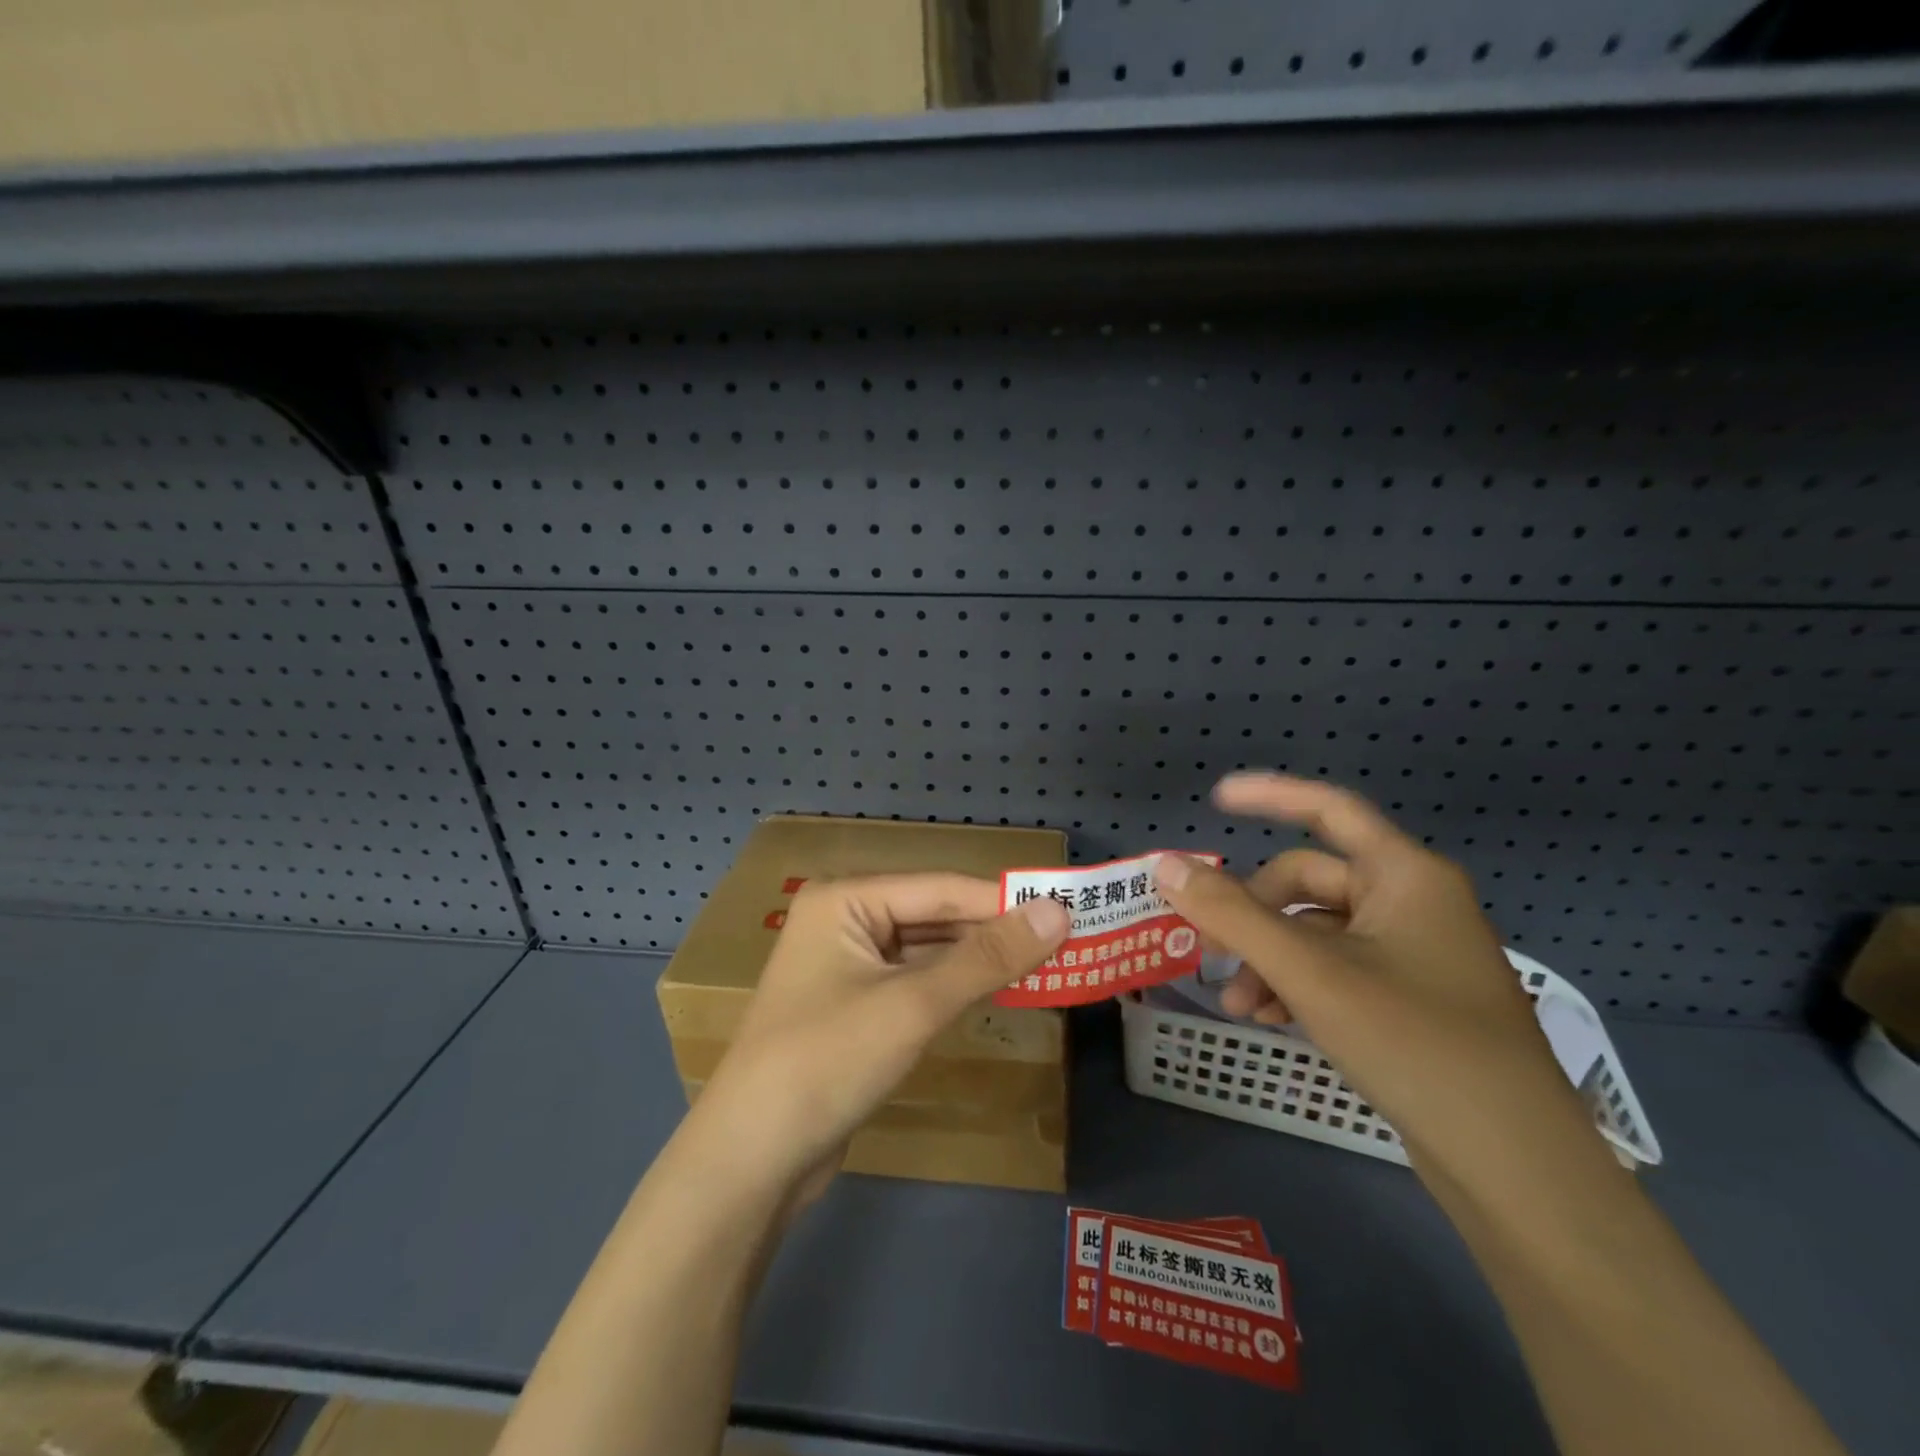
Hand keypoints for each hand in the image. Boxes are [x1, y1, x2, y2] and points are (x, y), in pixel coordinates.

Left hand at [693, 874, 1069, 1201]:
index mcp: (846, 898)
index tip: (1069, 910)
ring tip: (1046, 965)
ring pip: (927, 950)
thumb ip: (987, 958)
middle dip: (994, 932)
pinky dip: (954, 987)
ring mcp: (847, 965)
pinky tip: (996, 992)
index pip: (942, 888)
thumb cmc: (827, 1062)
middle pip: (934, 916)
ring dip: (979, 961)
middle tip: (1066, 942)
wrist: (750, 1160)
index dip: (1005, 900)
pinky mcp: (854, 1005)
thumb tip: (1058, 913)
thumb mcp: (913, 1005)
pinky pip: (915, 981)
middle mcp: (844, 919)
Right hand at [1155, 774, 1609, 1188]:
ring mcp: (1416, 955)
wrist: (1516, 1168)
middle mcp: (1414, 904)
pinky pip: (1338, 970)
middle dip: (1254, 915)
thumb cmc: (1414, 1043)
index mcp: (1405, 876)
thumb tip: (1166, 865)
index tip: (1216, 800)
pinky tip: (1269, 1019)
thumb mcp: (1309, 973)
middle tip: (1211, 949)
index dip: (1270, 796)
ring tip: (1235, 1005)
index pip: (1329, 809)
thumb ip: (1232, 915)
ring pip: (1318, 933)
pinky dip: (1297, 986)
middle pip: (1310, 883)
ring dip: (1268, 958)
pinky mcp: (1413, 1001)